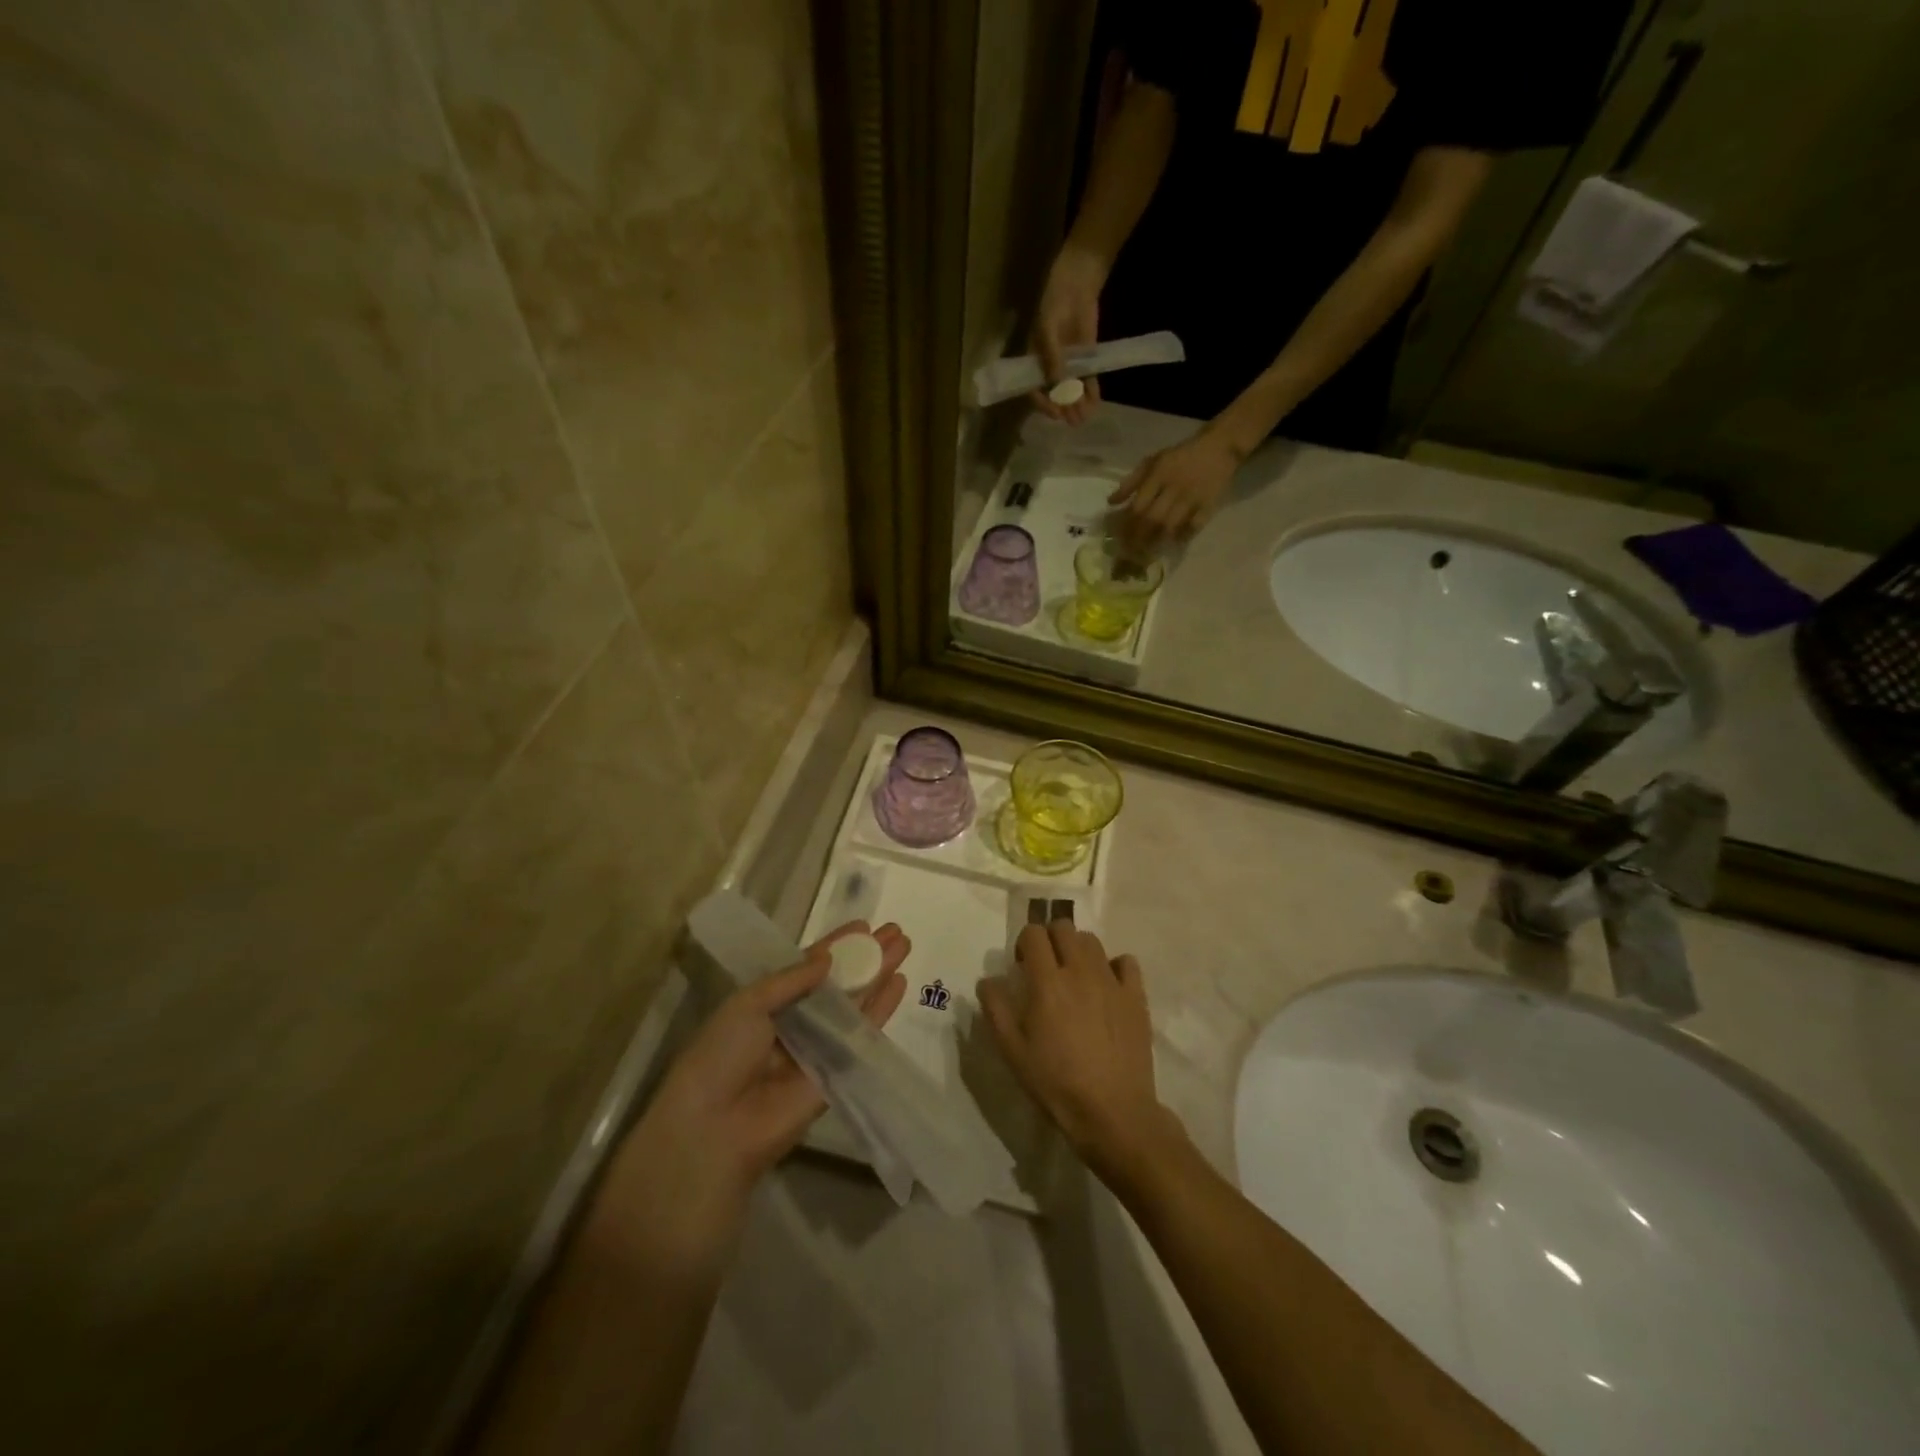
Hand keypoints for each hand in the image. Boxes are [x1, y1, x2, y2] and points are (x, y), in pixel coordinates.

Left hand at [595, 921, 909, 1264]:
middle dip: (867, 956)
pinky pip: (863, 1033)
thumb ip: (792, 979)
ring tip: (904, 945)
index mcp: (770, 1002)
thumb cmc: (721, 1054)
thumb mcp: (748, 1003)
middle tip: (895, 931)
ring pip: (856, 1002)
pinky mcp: (838, 1070)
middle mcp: (798, 1020)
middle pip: (840, 981)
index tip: (864, 925)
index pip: (810, 966)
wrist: (715, 1125)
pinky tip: (900, 983)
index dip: (837, 946)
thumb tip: (829, 959)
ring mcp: (820, 1045)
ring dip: (880, 974)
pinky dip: (882, 1009)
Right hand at [978, 921, 1178, 1179]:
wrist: (1112, 1112)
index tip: (1022, 965)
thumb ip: (996, 1009)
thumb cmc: (1056, 1083)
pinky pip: (1126, 961)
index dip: (1024, 942)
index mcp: (1047, 981)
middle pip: (1064, 927)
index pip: (1034, 933)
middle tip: (1046, 967)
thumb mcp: (1013, 1051)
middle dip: (1050, 938)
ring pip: (1092, 941)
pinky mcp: (1136, 996)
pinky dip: (1114, 965)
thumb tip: (988, 979)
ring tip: (1075, 977)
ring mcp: (1111, 981)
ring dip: (1078, 949)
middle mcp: (1080, 971)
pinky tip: (1107, 986)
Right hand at [1029, 243, 1107, 424]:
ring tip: (1085, 417)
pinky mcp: (1086, 359)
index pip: (1035, 389)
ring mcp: (1069, 364)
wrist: (1077, 282)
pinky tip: (1096, 403)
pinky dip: (1092, 392)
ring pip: (1072, 390)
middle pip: (1055, 395)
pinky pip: (1088, 380)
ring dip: (1078, 405)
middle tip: (1073, 421)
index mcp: (1034, 361)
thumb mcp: (1048, 330)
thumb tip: (1058, 387)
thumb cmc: (1055, 303)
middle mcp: (1050, 367)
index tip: (1055, 413)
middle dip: (1064, 408)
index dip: (1044, 403)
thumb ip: (1053, 359)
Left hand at [1108, 426, 1242, 555]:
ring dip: (1158, 541)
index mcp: (1158, 476)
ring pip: (1171, 526)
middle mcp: (1174, 488)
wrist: (1219, 447)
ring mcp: (1192, 497)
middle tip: (1131, 553)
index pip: (1138, 507)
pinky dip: (1183, 536)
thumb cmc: (1179, 457)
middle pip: (1153, 520)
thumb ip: (1131, 482)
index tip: (1119, 540)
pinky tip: (1173, 543)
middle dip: (1139, 539)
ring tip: (1148, 552)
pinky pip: (1194, 526)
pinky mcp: (1209, 504)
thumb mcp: (1152, 462)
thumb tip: (1111, 503)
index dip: (1127, 526)